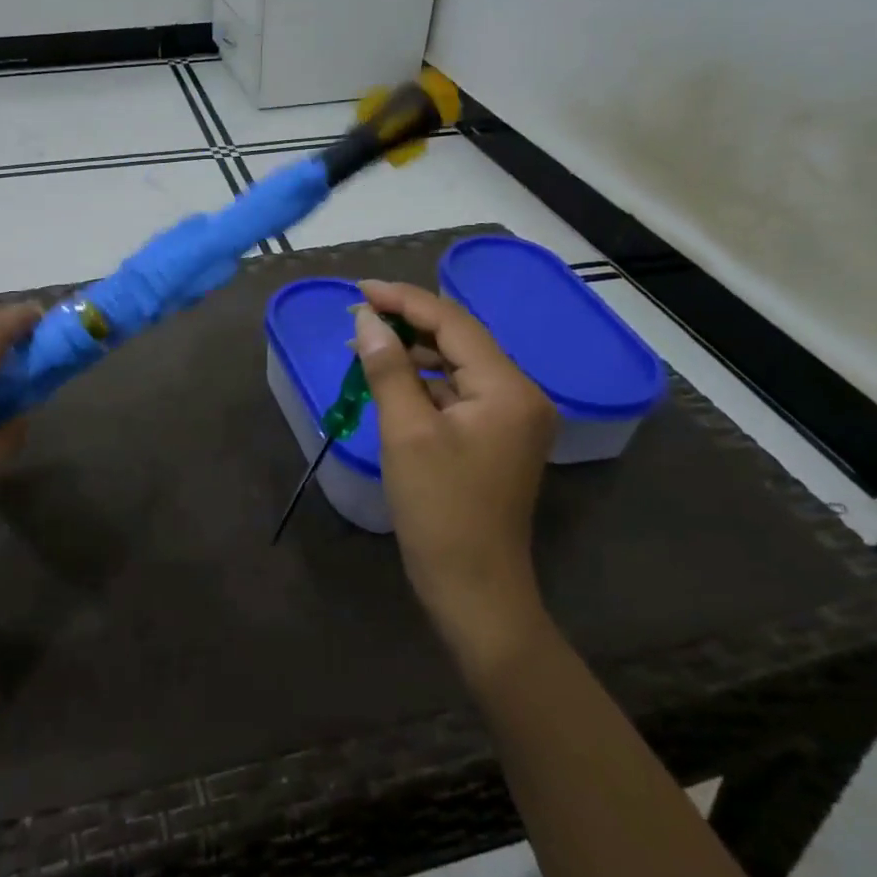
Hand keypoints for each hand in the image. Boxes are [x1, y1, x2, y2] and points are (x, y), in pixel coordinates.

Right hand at [353, 280, 557, 654]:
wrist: (473, 586)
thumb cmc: (439, 509)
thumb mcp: (406, 431)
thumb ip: (387, 367)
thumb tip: (365, 319)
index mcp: (508, 388)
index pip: (453, 323)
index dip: (404, 300)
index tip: (359, 289)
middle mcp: (520, 393)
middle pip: (459, 339)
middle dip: (407, 323)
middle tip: (357, 314)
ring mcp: (511, 416)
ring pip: (456, 364)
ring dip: (412, 352)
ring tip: (364, 343)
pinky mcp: (495, 436)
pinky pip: (457, 391)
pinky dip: (423, 381)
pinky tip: (390, 379)